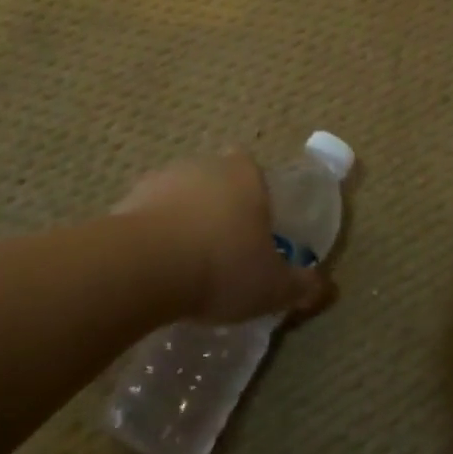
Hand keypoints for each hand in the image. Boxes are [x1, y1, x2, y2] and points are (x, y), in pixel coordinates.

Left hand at [113, 152, 332, 322]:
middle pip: (217, 181)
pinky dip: (153, 236)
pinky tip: (155, 270)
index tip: (255, 230)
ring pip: (181, 196)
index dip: (257, 198)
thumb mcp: (272, 287)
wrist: (143, 266)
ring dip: (184, 221)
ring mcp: (163, 179)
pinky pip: (148, 216)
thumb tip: (326, 288)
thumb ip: (300, 285)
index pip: (256, 172)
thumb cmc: (221, 266)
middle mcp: (205, 166)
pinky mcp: (126, 200)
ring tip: (186, 265)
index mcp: (246, 175)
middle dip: (220, 209)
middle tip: (223, 251)